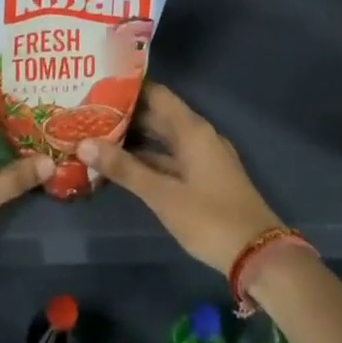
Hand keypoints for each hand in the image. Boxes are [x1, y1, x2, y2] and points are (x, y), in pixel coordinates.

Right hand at [77, 82, 282, 273]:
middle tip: (88, 112)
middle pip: (158, 115)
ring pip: (163, 139)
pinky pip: (170, 158)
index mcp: (192, 130)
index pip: (156, 94)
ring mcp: (203, 158)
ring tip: (97, 136)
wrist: (259, 256)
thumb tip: (83, 143)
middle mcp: (198, 136)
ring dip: (135, 138)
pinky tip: (122, 166)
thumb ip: (123, 168)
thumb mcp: (162, 194)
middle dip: (125, 115)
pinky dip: (148, 159)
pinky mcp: (204, 179)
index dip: (127, 89)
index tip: (96, 86)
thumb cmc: (209, 218)